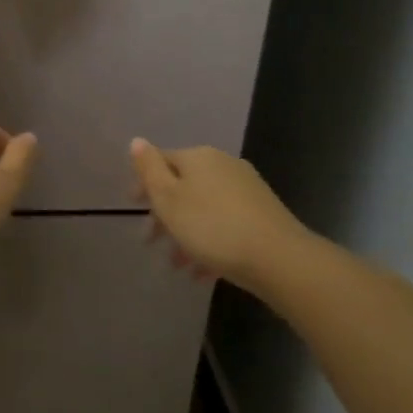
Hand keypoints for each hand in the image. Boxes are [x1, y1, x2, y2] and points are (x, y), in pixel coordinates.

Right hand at [130, 139, 310, 292]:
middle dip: (165, 214)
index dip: (144, 182)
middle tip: (150, 241)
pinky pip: (225, 223)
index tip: (133, 207)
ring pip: (204, 208)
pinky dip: (209, 242)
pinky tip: (203, 271)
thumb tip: (137, 141)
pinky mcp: (262, 214)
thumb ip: (149, 169)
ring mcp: (246, 189)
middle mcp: (223, 165)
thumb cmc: (212, 227)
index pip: (162, 160)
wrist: (279, 258)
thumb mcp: (169, 199)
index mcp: (198, 157)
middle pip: (183, 186)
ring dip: (185, 233)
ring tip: (177, 265)